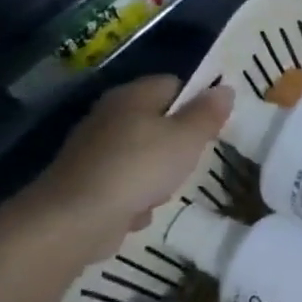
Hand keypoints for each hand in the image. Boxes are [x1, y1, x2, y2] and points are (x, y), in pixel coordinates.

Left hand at [27, 76, 232, 256]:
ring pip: (144, 155)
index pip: (173, 84)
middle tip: (193, 160)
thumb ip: (208, 114)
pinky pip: (126, 183)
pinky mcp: (88, 180)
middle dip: (179, 143)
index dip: (197, 101)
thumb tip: (225, 88)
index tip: (213, 127)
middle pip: (158, 121)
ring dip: (160, 175)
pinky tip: (140, 210)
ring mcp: (96, 149)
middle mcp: (110, 116)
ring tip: (165, 191)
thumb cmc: (140, 168)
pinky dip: (137, 196)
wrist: (77, 217)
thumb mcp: (187, 138)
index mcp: (132, 96)